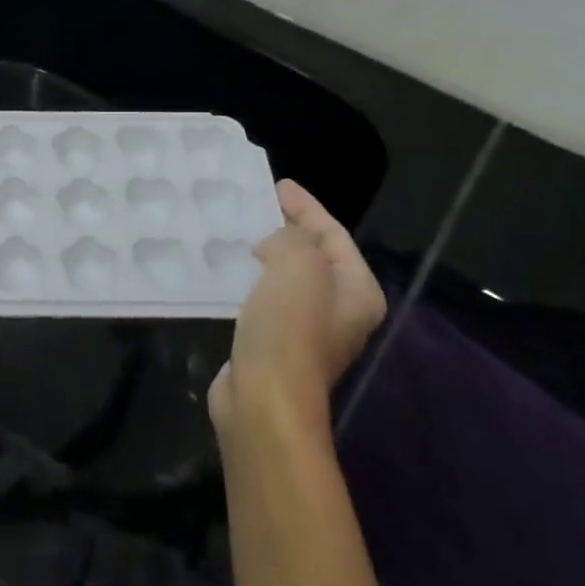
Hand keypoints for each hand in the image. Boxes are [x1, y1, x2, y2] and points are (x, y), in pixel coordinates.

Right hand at [208, 180, 386, 441]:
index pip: (333, 234)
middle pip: (314, 254)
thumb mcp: (297, 266)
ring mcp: (308, 329)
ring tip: (238, 231)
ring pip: (288, 276)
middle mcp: (340, 309)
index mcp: (357, 290)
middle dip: (287, 228)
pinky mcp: (276, 342)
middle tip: (255, 205)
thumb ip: (292, 238)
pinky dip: (251, 277)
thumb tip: (275, 241)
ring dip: (266, 252)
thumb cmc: (289, 329)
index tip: (276, 185)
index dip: (306, 207)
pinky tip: (227, 269)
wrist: (264, 400)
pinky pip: (266, 296)